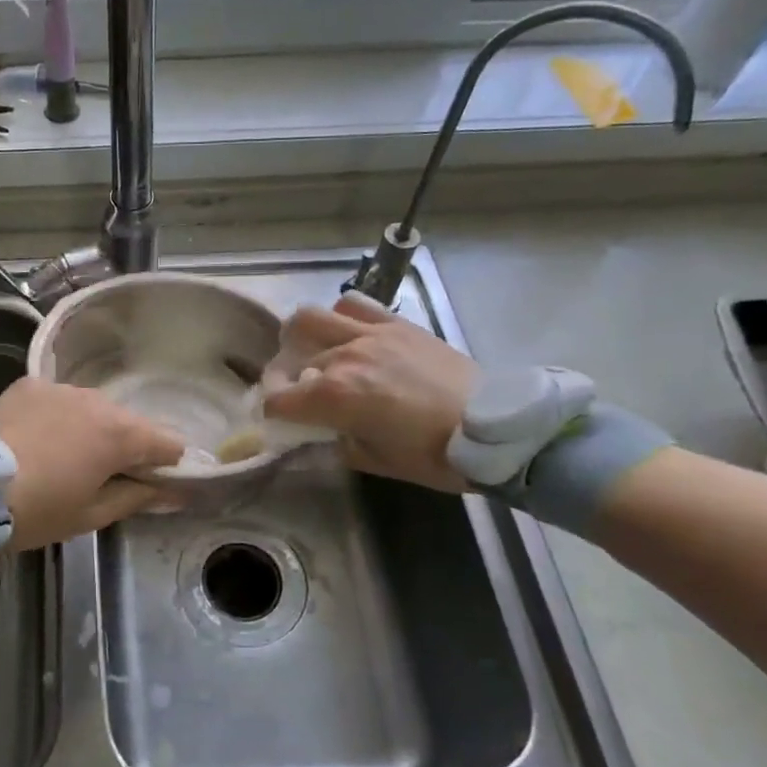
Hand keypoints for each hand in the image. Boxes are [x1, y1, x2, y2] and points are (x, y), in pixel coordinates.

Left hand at [0, 378, 184, 549]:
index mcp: (121, 434)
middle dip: (124, 448)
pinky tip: (36, 439)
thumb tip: (173, 492)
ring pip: (93, 409)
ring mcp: (61, 387)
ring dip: (90, 429)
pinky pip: (59, 400)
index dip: (166, 466)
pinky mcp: (30, 384)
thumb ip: (138, 497)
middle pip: (130, 423)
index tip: (147, 486)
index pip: (169, 443)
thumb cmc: (37, 509)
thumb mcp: (91, 515)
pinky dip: (58, 417)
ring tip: (61, 458)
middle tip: (98, 478)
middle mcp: (98, 400)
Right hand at [261, 293, 479, 491]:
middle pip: (290, 358)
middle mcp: (343, 357)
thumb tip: (317, 433)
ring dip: (300, 336)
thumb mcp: (374, 462)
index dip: (271, 414)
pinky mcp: (396, 323)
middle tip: (293, 390)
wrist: (495, 428)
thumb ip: (335, 443)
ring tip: (310, 351)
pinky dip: (340, 316)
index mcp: (334, 397)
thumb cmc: (433, 455)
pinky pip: (354, 304)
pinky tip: (347, 333)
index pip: (278, 400)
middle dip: (282, 377)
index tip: (277, 422)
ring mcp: (370, 334)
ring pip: (311, 318)